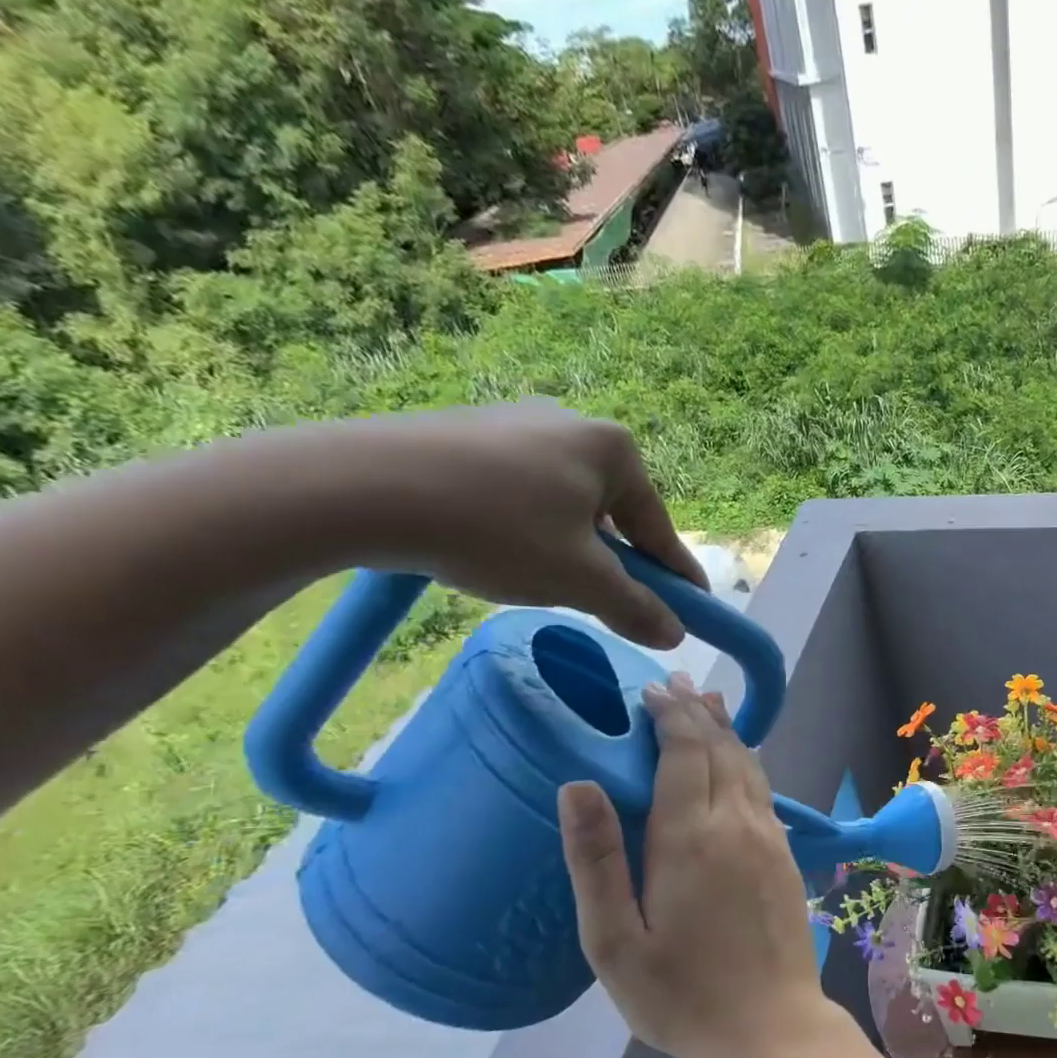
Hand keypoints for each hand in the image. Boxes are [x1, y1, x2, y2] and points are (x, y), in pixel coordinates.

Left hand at [262, 399, 707, 647]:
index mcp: (612, 449)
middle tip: (609, 602)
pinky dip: (529, 528)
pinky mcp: (470, 434)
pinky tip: (502, 550)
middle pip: (614, 514)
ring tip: (545, 580)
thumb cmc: (497, 530)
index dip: (677, 576)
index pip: (659, 528)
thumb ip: (636, 608)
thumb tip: (675, 634)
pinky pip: (524, 492)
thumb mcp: (580, 581)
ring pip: (568, 504)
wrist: (362, 488)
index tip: (694, 609)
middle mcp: (572, 423)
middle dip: (616, 561)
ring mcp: (517, 423)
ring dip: (572, 547)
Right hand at [556, 673, 830, 1057]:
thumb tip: (578, 785)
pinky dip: (747, 762)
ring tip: (710, 704)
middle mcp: (736, 823)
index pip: (684, 753)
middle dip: (697, 713)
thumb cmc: (681, 995)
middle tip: (678, 684)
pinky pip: (764, 791)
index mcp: (690, 838)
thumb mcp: (614, 942)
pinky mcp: (787, 856)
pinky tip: (739, 762)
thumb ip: (597, 860)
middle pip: (720, 749)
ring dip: (727, 732)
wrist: (771, 1027)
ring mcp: (769, 838)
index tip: (652, 690)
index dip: (670, 716)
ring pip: (748, 765)